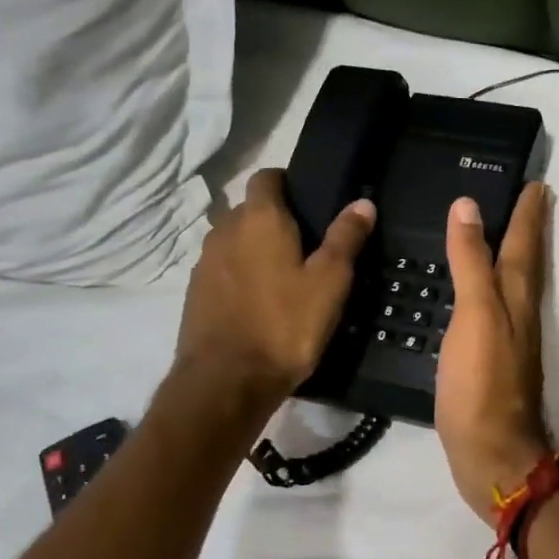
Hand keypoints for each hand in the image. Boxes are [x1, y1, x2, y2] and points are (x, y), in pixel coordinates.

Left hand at [172, 168, 374, 412]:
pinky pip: (224, 270)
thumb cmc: (286, 325)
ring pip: (235, 241)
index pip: (267, 177)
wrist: (227, 381)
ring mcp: (205, 262)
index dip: (288, 183)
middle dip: (276, 220)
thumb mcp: (330, 282)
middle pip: (250, 210)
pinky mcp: (196, 292)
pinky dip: (241, 276)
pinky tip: (262, 303)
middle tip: (309, 247)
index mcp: (259, 219)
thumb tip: (362, 203)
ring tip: (286, 278)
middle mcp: (225, 230)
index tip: (311, 203)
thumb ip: (345, 238)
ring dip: (257, 250)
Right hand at [437, 183, 552, 525]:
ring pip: (513, 286)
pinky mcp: (493, 363)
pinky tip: (476, 294)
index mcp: (517, 297)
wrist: (490, 452)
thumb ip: (471, 262)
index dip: (529, 212)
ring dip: (511, 257)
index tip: (537, 182)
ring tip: (500, 235)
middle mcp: (520, 314)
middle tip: (527, 199)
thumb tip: (468, 207)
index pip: (525, 242)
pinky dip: (490, 290)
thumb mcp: (475, 315)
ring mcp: (510, 340)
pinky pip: (495, 311)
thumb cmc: (482, 383)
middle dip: (528, 230)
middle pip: (526, 262)